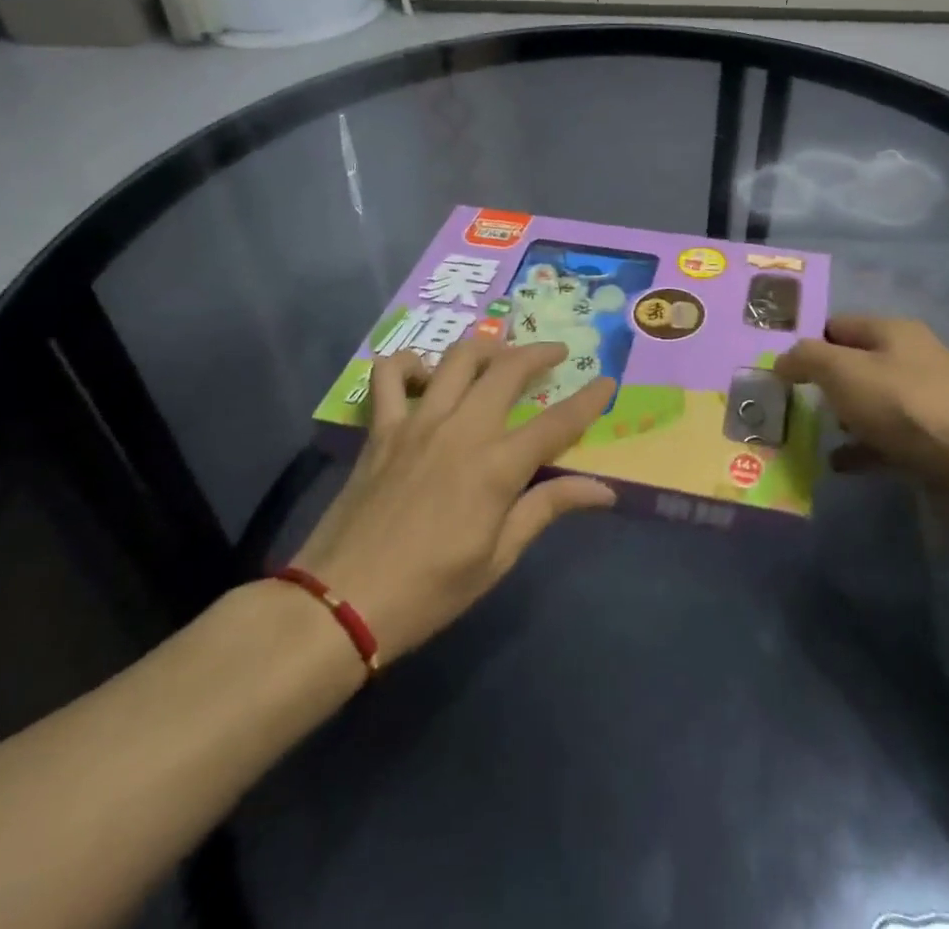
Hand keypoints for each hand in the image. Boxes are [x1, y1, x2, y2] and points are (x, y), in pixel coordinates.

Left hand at [291, 337, 616, 660]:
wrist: (341, 604)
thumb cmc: (429, 591)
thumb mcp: (498, 558)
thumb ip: (547, 509)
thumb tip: (603, 490)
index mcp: (496, 468)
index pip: (557, 423)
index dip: (589, 400)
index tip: (607, 382)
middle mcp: (461, 430)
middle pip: (508, 370)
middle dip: (539, 354)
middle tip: (556, 353)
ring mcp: (417, 423)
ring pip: (458, 358)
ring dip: (486, 345)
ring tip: (501, 350)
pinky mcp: (381, 428)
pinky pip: (390, 375)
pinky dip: (409, 364)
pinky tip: (424, 375)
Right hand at [774, 315, 948, 480]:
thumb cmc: (909, 407)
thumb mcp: (845, 372)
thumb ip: (807, 359)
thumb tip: (782, 359)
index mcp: (892, 332)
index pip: (836, 325)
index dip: (806, 343)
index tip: (777, 371)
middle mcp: (910, 359)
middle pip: (854, 364)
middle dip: (821, 384)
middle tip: (786, 405)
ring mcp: (925, 402)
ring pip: (869, 403)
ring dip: (840, 418)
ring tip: (806, 436)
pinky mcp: (934, 441)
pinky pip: (886, 440)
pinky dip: (861, 450)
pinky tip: (838, 466)